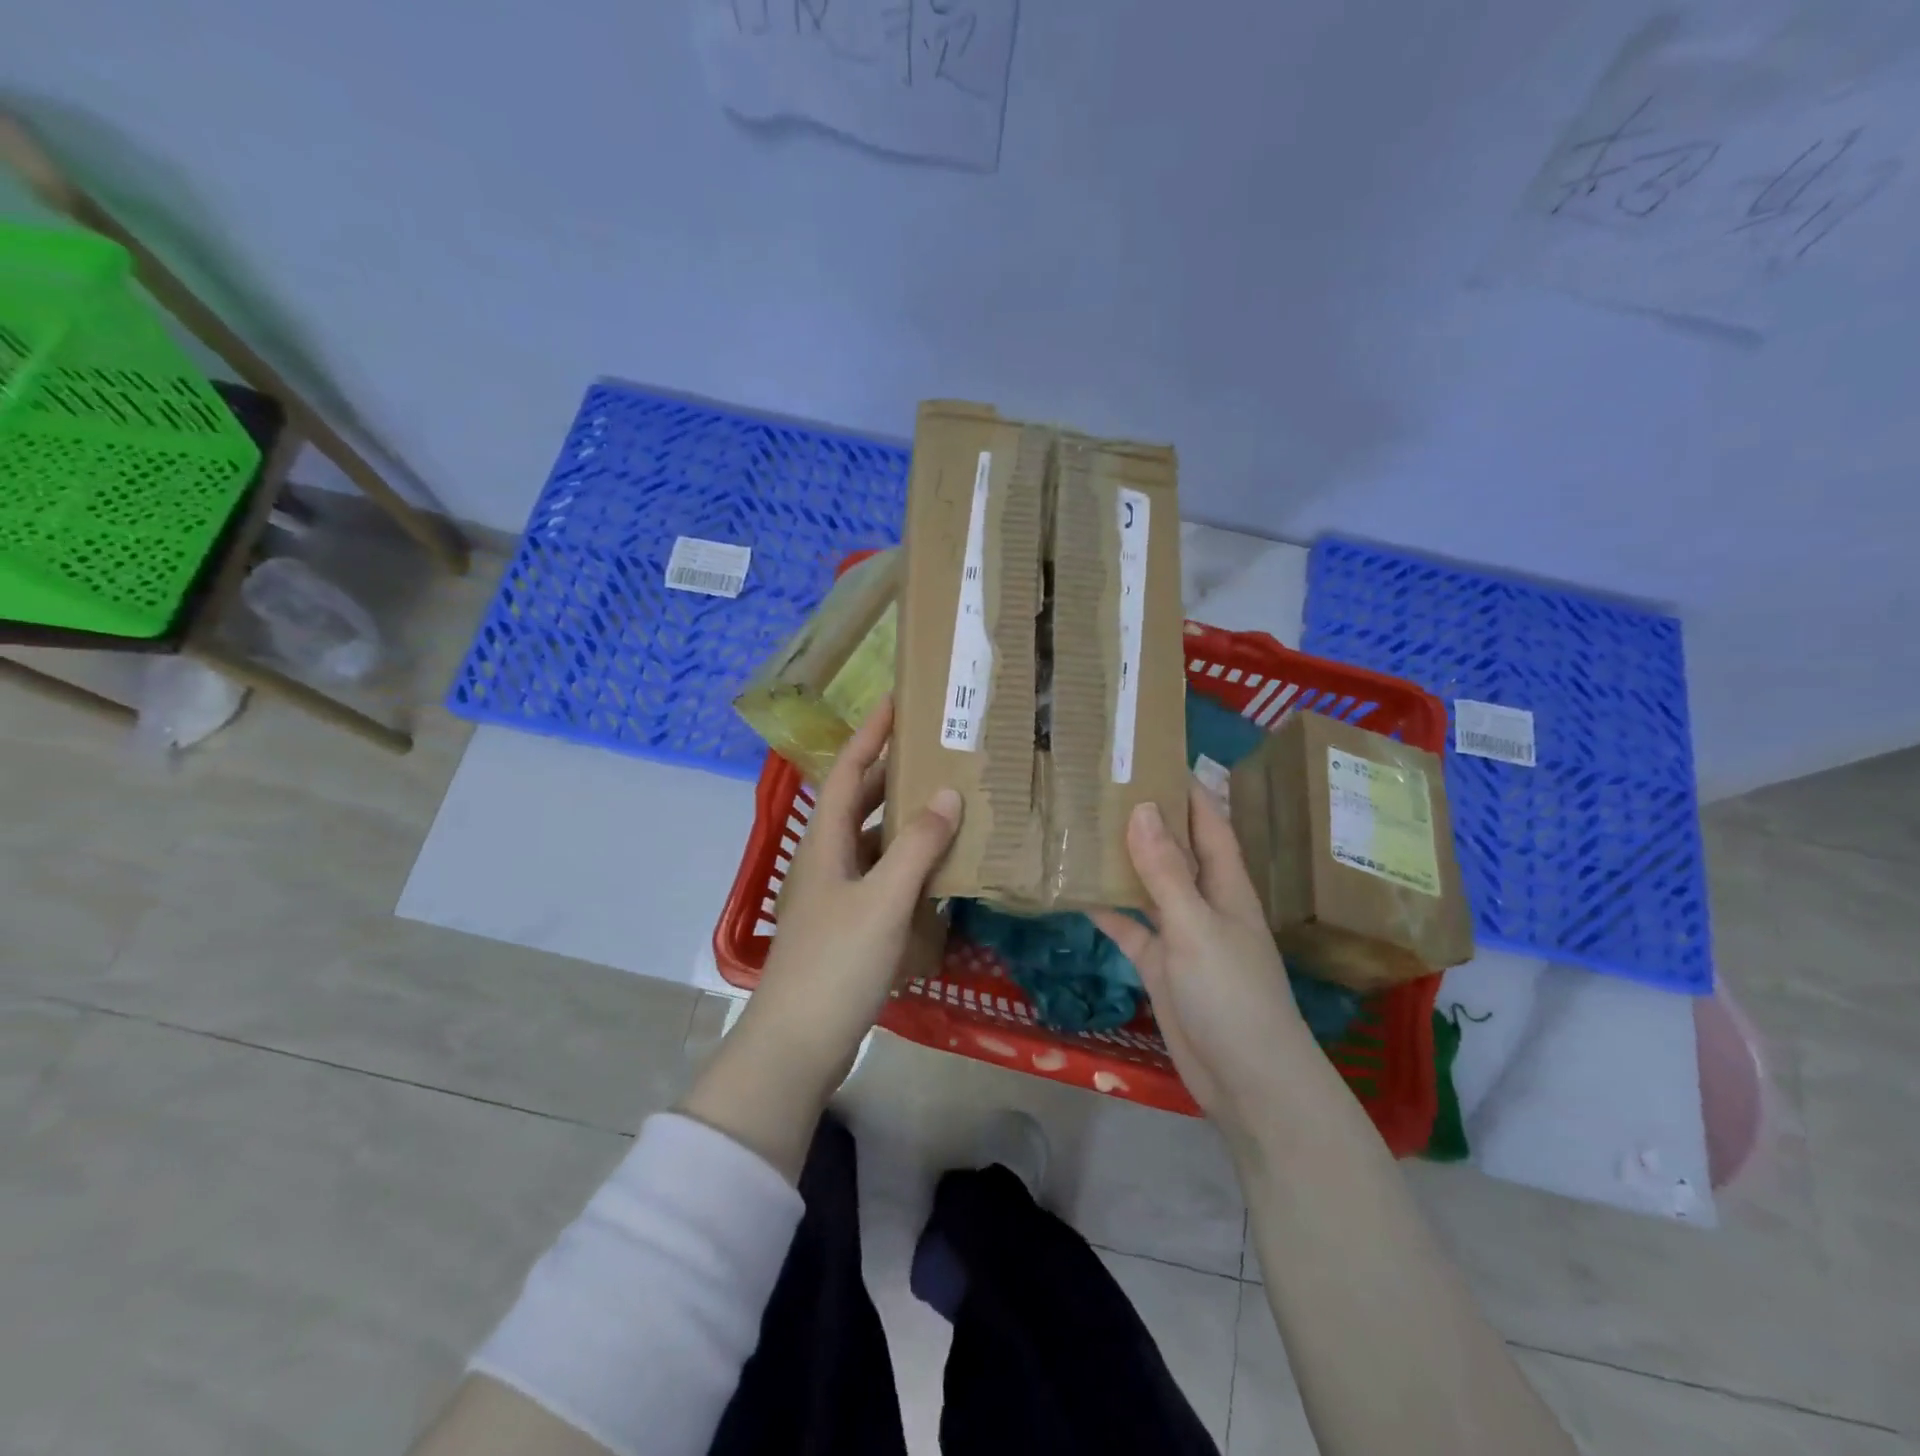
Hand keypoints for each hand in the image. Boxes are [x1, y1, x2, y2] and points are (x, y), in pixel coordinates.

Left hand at [747, 696, 961, 1080]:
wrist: (798, 1044)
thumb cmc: (836, 963)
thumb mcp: (882, 900)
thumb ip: (917, 846)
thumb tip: (948, 794)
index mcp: (827, 843)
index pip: (850, 772)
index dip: (871, 734)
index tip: (897, 701)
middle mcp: (829, 860)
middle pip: (863, 803)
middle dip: (896, 774)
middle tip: (939, 752)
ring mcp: (838, 895)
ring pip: (877, 843)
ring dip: (908, 822)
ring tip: (952, 803)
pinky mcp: (851, 926)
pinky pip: (885, 879)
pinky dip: (911, 866)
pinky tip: (942, 870)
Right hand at [1092, 786, 1316, 1146]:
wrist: (1246, 1080)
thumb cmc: (1232, 994)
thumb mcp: (1196, 926)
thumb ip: (1166, 871)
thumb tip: (1141, 808)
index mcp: (1226, 885)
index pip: (1209, 823)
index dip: (1187, 789)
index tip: (1153, 756)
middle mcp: (1204, 902)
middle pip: (1174, 850)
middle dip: (1146, 818)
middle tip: (1102, 785)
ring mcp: (1180, 934)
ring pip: (1147, 886)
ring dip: (1121, 861)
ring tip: (1080, 826)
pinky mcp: (1159, 965)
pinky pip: (1129, 928)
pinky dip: (1107, 910)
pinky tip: (1075, 890)